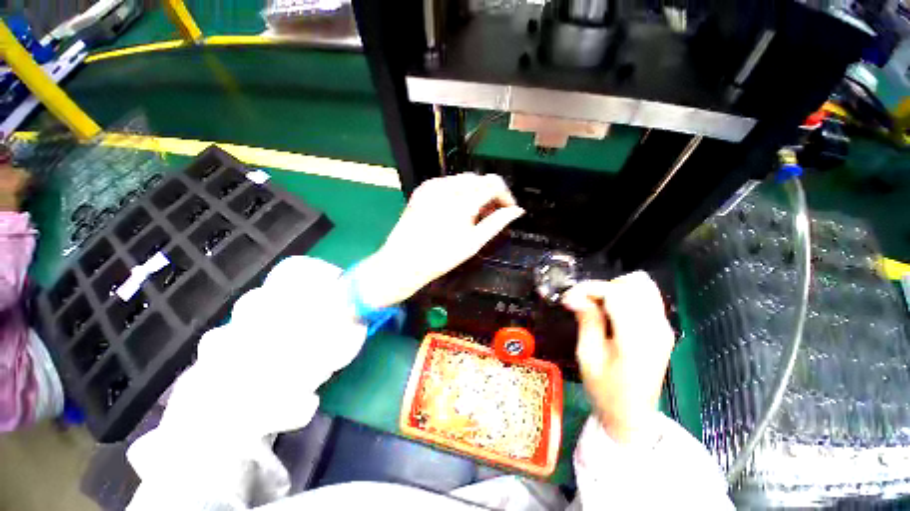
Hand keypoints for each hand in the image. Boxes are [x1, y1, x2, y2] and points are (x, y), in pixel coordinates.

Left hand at [355, 173, 523, 307]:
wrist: (403, 262)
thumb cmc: (441, 257)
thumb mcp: (473, 243)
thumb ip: (497, 223)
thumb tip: (517, 211)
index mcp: (461, 201)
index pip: (493, 183)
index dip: (506, 195)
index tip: (508, 209)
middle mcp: (446, 187)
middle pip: (479, 179)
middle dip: (490, 194)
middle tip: (491, 214)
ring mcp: (431, 186)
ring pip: (464, 180)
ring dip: (475, 192)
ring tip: (474, 214)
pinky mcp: (422, 189)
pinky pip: (448, 183)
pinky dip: (458, 192)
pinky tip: (457, 209)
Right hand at [562, 272, 674, 443]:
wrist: (632, 415)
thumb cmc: (605, 391)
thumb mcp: (588, 357)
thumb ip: (587, 321)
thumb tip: (575, 296)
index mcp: (636, 339)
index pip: (616, 293)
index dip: (589, 289)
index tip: (568, 298)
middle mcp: (657, 328)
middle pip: (633, 284)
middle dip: (602, 288)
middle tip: (582, 303)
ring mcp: (664, 328)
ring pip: (643, 286)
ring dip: (615, 289)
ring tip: (596, 306)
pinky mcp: (663, 329)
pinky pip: (647, 297)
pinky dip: (626, 296)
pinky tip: (610, 311)